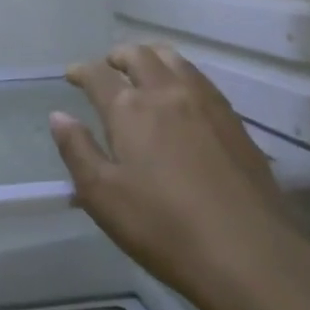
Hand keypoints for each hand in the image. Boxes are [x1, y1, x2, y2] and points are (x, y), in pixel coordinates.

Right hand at [50, 44, 309, 309]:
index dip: (81, 70)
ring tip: (144, 72)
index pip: (98, 74)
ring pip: (174, 59)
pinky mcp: (233, 120)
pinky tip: (182, 96)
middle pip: (138, 55)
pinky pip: (200, 79)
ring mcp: (205, 102)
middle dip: (117, 56)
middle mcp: (166, 92)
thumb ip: (77, 151)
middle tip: (108, 68)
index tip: (72, 75)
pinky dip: (181, 74)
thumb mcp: (103, 197)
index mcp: (129, 108)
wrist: (250, 254)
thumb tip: (59, 116)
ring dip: (151, 57)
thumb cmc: (164, 228)